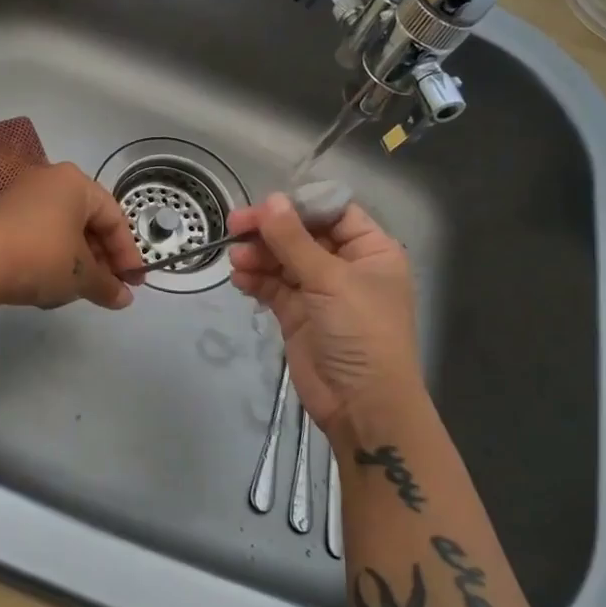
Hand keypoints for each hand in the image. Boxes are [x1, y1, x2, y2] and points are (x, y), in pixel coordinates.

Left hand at [0, 163, 144, 311]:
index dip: (128, 254)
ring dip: (77, 258)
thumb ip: (108, 285)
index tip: (133, 283)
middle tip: (111, 287)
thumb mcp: (81, 275)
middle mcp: (48, 180)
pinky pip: (37, 233)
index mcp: (75, 182)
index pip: (114, 218)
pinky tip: (51, 281)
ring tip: (82, 288)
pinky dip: (51, 255)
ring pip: (61, 228)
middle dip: (102, 257)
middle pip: (87, 220)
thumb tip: (124, 298)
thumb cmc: (41, 257)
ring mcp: (20, 195)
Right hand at [228, 194, 424, 435]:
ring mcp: (321, 291)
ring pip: (283, 260)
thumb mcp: (330, 280)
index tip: (266, 206)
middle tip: (235, 227)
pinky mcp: (298, 314)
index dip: (299, 206)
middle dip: (270, 231)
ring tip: (237, 260)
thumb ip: (294, 240)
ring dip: (259, 256)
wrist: (362, 405)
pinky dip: (256, 280)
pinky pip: (273, 287)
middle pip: (302, 234)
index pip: (332, 212)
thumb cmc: (360, 332)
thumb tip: (270, 201)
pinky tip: (240, 279)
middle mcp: (347, 266)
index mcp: (370, 250)